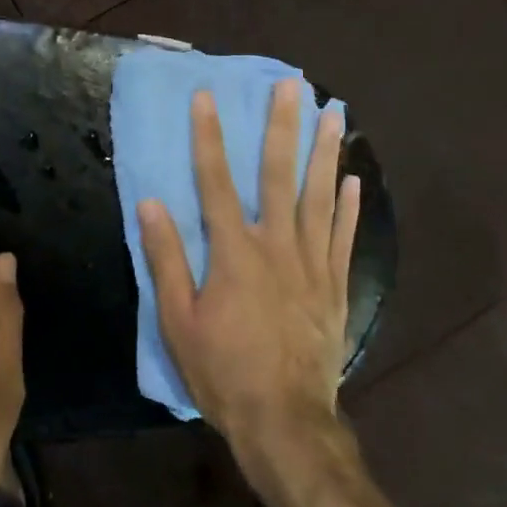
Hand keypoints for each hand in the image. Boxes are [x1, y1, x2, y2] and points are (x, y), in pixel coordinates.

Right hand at [138, 82, 361, 495]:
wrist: (285, 421)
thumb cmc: (223, 373)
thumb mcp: (178, 322)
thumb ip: (167, 260)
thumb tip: (152, 204)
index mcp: (234, 253)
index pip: (215, 182)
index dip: (209, 137)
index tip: (207, 97)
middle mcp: (276, 246)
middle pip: (278, 175)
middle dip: (283, 127)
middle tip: (294, 85)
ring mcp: (311, 264)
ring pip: (320, 196)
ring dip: (325, 153)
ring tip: (334, 115)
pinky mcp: (335, 286)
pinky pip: (343, 237)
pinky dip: (350, 207)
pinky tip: (354, 180)